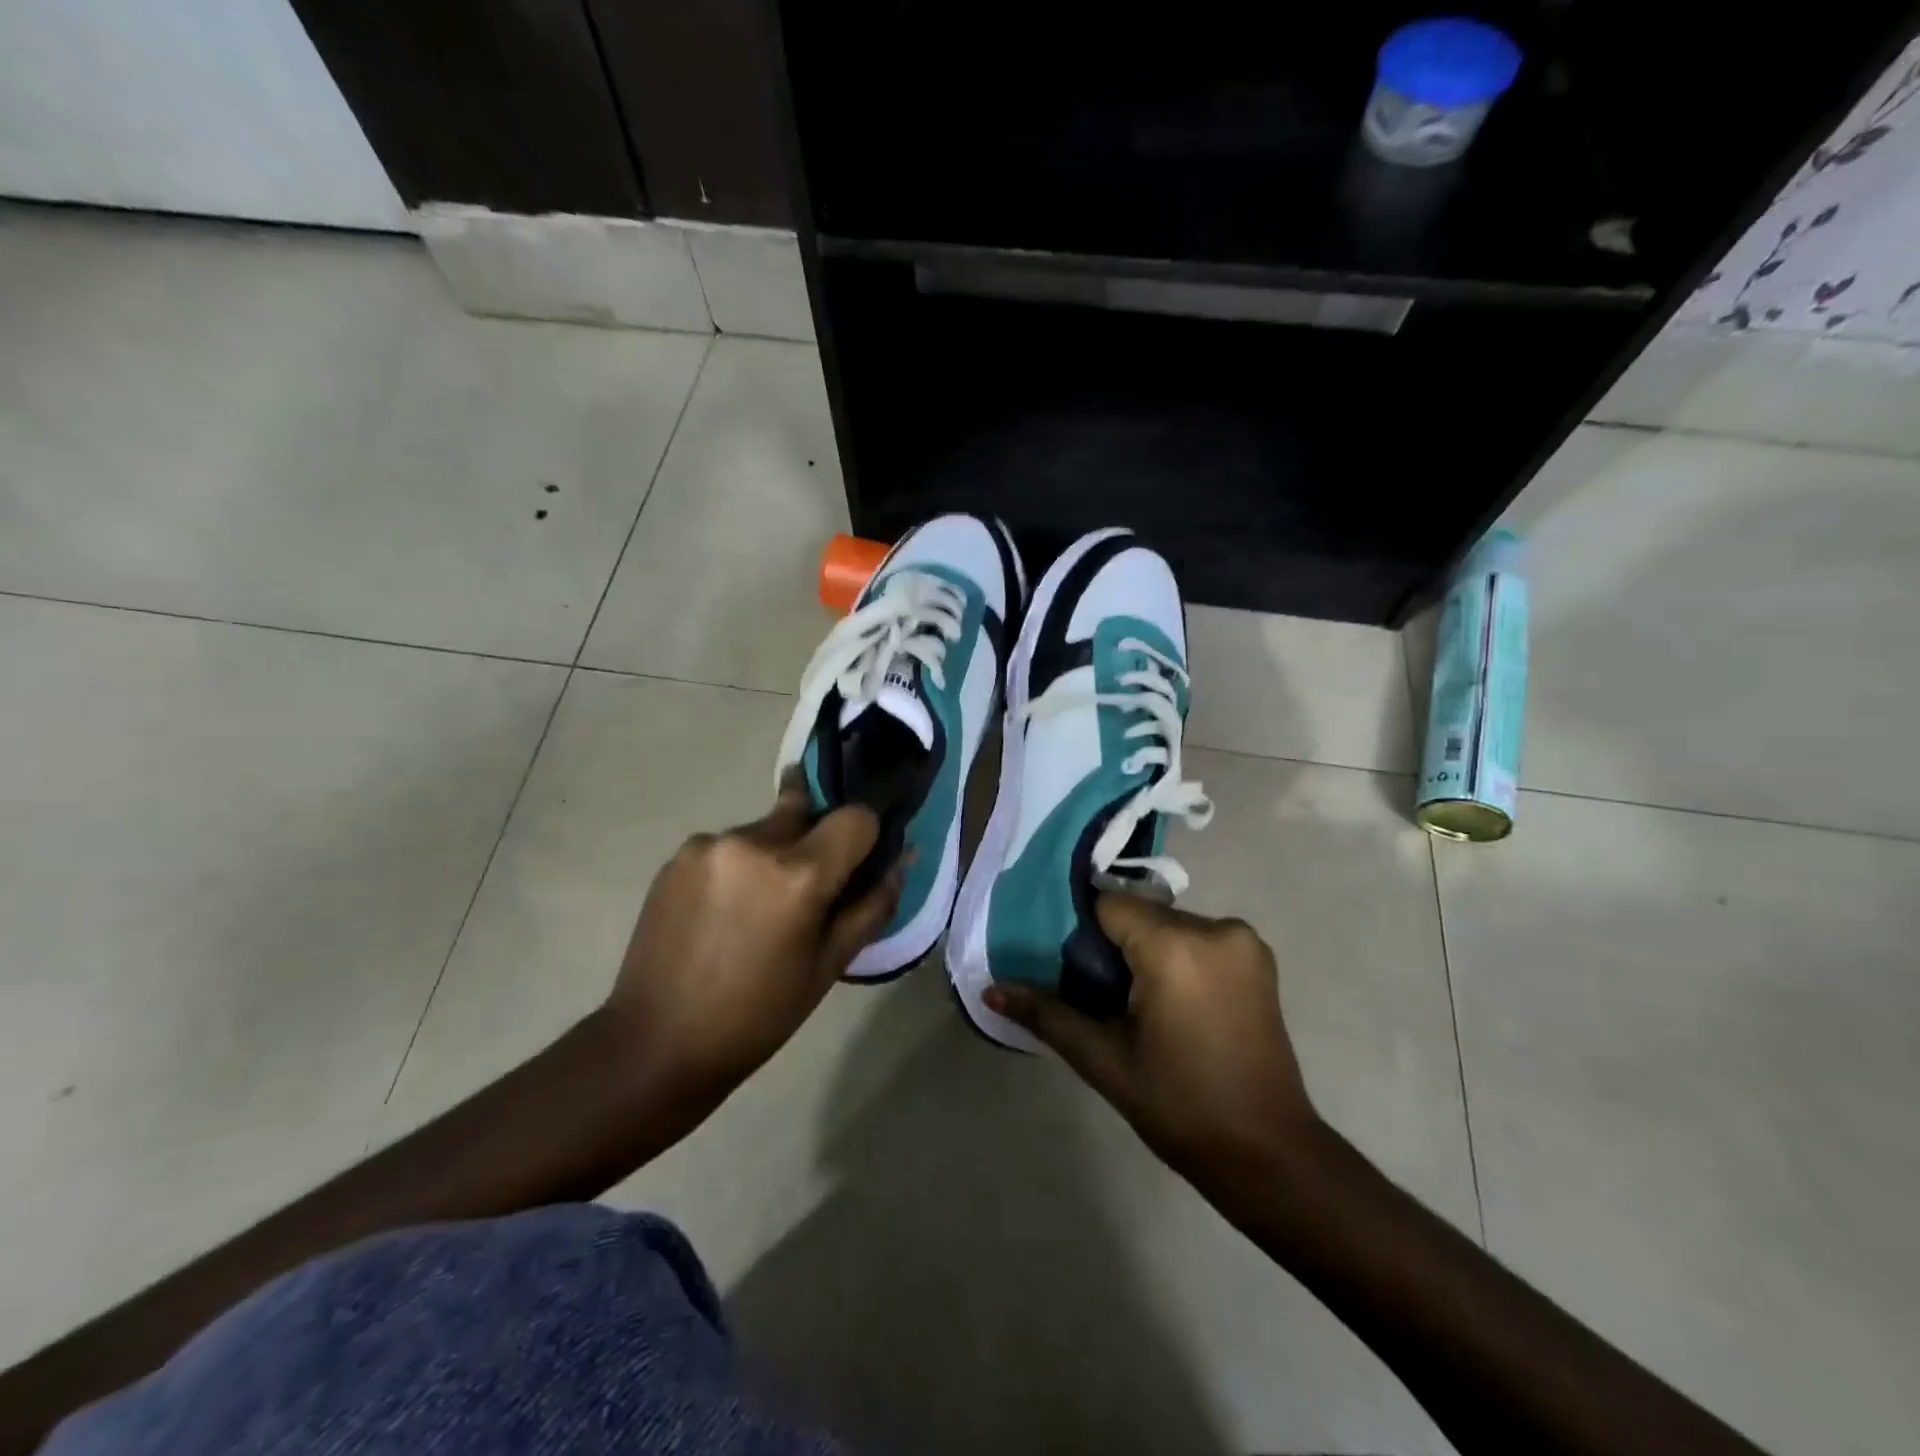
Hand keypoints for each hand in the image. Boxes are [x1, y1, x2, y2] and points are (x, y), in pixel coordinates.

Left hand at [603, 777, 901, 1113]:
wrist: (657, 1042)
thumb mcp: (830, 965)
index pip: (856, 816)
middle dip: (816, 839)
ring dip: (773, 855)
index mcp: (799, 873)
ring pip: (765, 829)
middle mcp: (754, 841)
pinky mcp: (678, 854)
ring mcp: (709, 843)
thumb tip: (904, 858)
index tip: (858, 863)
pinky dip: (738, 867)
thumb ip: (873, 904)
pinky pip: (727, 845)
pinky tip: (722, 912)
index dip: (866, 836)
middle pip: (806, 810)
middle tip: (805, 888)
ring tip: (754, 910)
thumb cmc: (759, 1014)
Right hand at [983, 894, 1319, 1175]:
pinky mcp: (1258, 958)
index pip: (1108, 906)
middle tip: (1100, 996)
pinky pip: (1198, 939)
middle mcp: (1216, 927)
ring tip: (1137, 1005)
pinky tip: (1172, 1004)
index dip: (1083, 934)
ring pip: (1169, 925)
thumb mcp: (1104, 1060)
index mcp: (1176, 946)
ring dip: (1146, 952)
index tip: (1071, 970)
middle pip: (1140, 914)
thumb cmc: (1179, 1106)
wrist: (1269, 1154)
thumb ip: (1047, 1014)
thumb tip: (990, 989)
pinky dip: (1177, 957)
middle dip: (1114, 945)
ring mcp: (1244, 941)